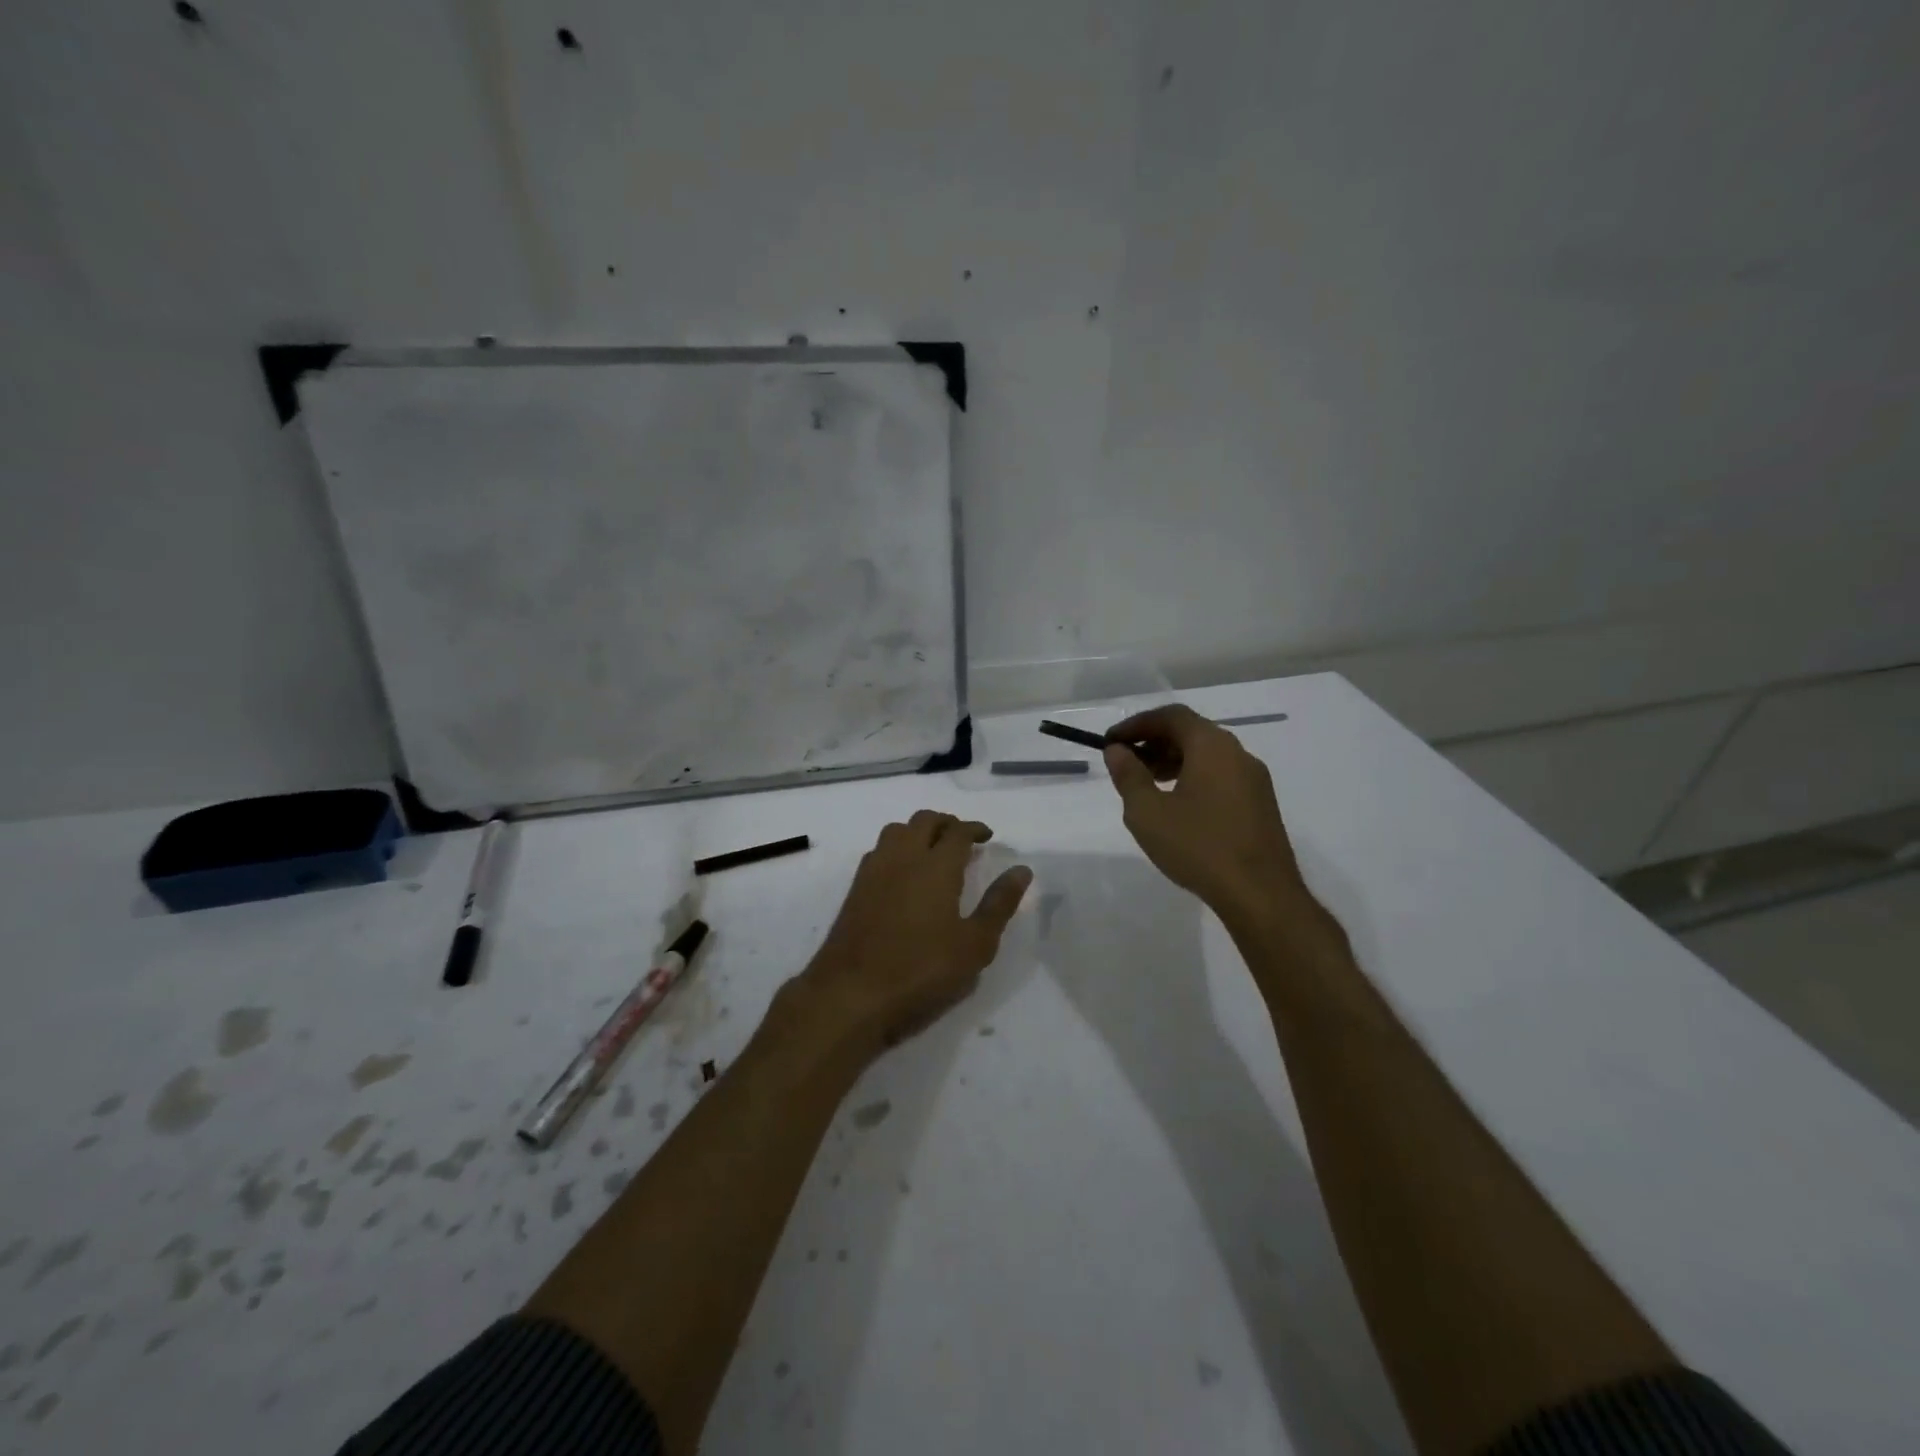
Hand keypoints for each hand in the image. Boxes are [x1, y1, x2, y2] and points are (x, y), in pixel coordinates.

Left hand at [795, 811, 1030, 1061]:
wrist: (850, 994)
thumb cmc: (921, 971)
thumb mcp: (974, 945)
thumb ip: (999, 904)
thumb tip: (1021, 870)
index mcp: (936, 866)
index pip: (957, 831)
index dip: (974, 829)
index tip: (987, 837)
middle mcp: (903, 857)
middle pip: (924, 821)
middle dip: (947, 823)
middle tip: (963, 840)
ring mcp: (874, 871)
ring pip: (896, 830)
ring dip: (918, 831)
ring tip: (933, 851)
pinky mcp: (855, 889)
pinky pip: (879, 851)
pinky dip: (897, 849)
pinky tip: (904, 874)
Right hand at [1103, 704, 1305, 917]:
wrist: (1260, 894)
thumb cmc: (1198, 847)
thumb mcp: (1148, 812)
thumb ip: (1129, 776)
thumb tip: (1118, 751)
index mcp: (1212, 746)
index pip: (1171, 716)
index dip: (1137, 724)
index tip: (1112, 742)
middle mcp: (1238, 753)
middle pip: (1192, 732)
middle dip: (1155, 742)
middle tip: (1126, 762)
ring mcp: (1254, 779)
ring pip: (1208, 755)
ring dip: (1174, 761)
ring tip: (1148, 785)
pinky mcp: (1260, 804)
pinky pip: (1221, 776)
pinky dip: (1194, 777)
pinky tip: (1178, 807)